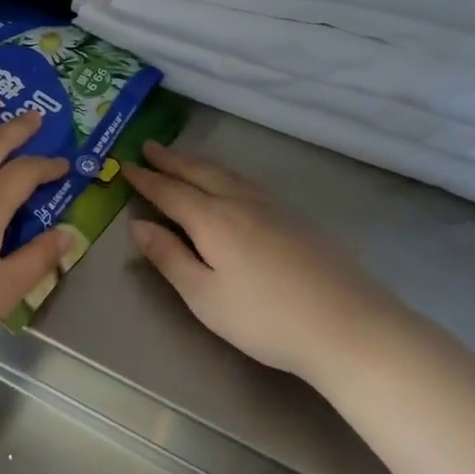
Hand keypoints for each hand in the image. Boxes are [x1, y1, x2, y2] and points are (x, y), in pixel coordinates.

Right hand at [123, 142, 415, 384]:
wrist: (348, 326)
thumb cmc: (264, 318)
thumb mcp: (204, 297)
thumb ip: (169, 258)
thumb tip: (139, 226)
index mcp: (213, 220)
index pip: (171, 192)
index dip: (146, 180)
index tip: (126, 165)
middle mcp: (241, 203)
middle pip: (200, 173)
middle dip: (172, 160)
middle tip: (149, 147)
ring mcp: (274, 208)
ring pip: (228, 174)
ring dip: (199, 163)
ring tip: (183, 158)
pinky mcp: (297, 220)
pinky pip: (249, 183)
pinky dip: (226, 175)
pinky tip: (230, 184)